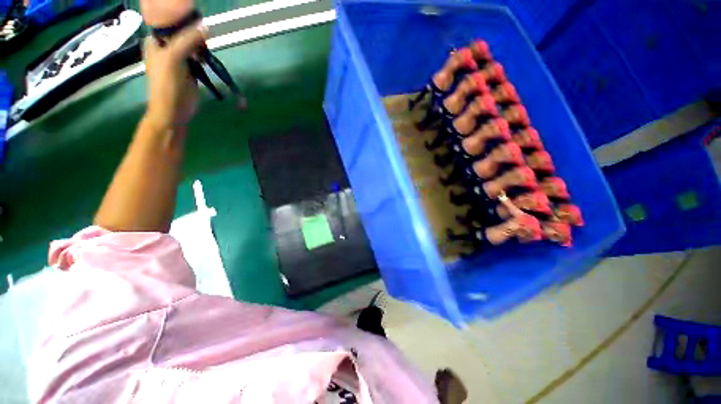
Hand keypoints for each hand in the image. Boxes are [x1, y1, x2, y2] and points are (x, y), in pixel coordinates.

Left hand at [143, 24, 207, 130]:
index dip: (182, 19)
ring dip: (200, 45)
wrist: (173, 110)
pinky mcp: (190, 70)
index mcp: (155, 40)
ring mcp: (178, 59)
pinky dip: (203, 56)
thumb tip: (207, 26)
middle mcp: (166, 47)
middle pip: (182, 33)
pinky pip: (198, 57)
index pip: (169, 22)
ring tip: (205, 49)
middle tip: (203, 37)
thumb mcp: (174, 58)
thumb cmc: (167, 84)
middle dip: (193, 33)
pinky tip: (206, 59)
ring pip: (191, 45)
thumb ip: (188, 40)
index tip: (197, 19)